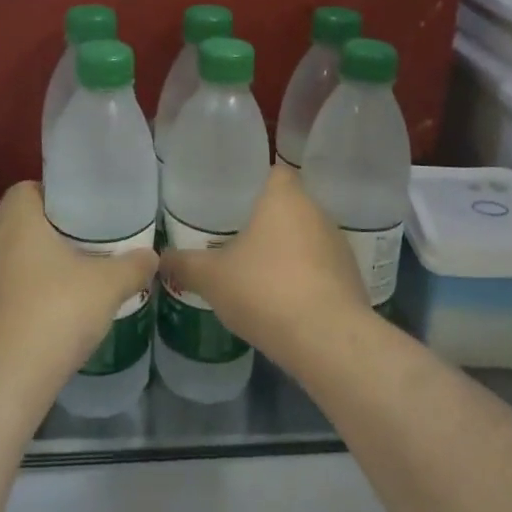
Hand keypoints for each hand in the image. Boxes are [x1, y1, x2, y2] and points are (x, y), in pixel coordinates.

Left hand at [0, 182, 157, 406]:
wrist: (3, 381)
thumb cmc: (55, 314)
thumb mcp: (107, 287)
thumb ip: (132, 266)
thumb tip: (152, 255)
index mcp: (17, 221)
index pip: (25, 188)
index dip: (52, 194)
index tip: (81, 211)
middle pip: (14, 220)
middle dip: (43, 227)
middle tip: (78, 241)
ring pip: (5, 255)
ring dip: (30, 262)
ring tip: (66, 277)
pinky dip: (19, 293)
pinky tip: (47, 312)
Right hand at [158, 165, 368, 368]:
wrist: (327, 339)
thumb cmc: (265, 290)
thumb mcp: (212, 277)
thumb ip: (185, 264)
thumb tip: (159, 259)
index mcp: (285, 198)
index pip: (275, 172)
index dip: (255, 182)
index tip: (234, 199)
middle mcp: (317, 213)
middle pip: (291, 206)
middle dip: (267, 222)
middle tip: (237, 238)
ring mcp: (339, 246)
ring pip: (307, 238)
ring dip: (288, 252)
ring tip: (258, 273)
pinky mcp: (352, 279)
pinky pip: (321, 269)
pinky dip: (305, 279)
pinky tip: (284, 301)